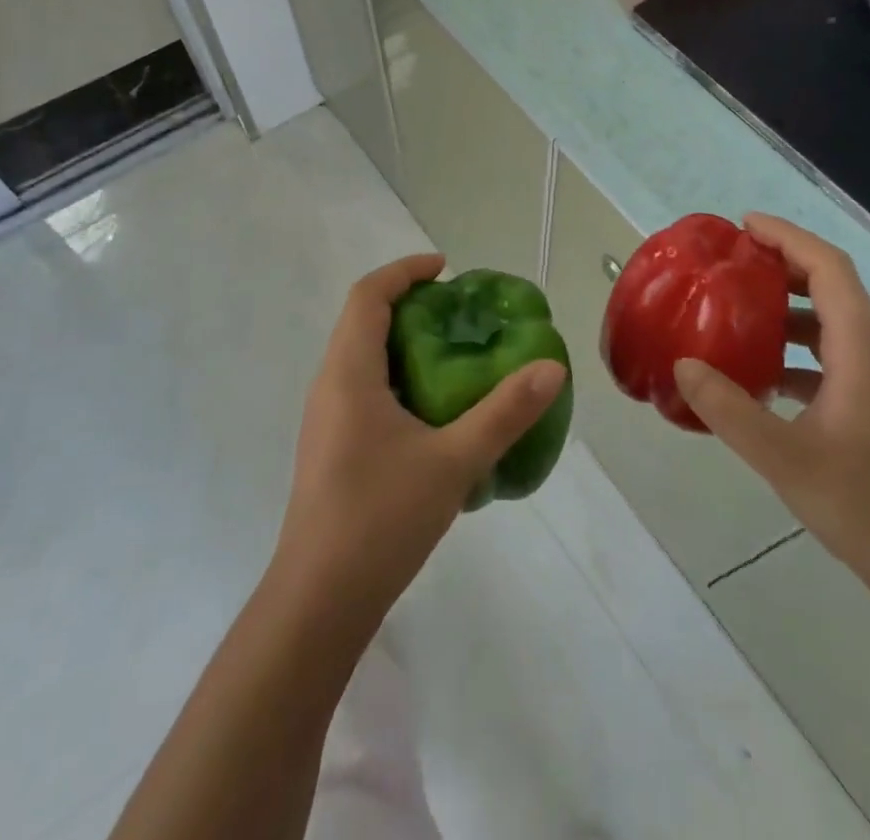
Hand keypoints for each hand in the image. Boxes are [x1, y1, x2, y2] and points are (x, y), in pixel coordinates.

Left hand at [273, 253, 567, 618]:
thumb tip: (551, 368)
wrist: (319, 599)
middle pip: (363, 320)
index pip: (369, 295)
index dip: (405, 271)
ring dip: (402, 342)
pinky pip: (362, 387)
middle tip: (460, 314)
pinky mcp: (331, 446)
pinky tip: (432, 412)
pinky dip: (396, 376)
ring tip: (453, 356)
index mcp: (348, 372)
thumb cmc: (381, 517)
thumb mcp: (453, 461)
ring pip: (361, 356)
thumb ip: (504, 413)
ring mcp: (326, 417)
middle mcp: (329, 384)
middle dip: (409, 304)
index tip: (447, 270)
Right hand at [673, 214, 869, 594]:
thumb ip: (729, 410)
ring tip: (736, 313)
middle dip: (783, 265)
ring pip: (830, 325)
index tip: (745, 227)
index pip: (830, 271)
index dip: (790, 238)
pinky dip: (794, 351)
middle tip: (732, 263)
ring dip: (786, 308)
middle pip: (832, 289)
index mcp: (860, 354)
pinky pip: (829, 360)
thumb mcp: (784, 458)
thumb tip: (682, 365)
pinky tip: (759, 378)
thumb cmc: (865, 507)